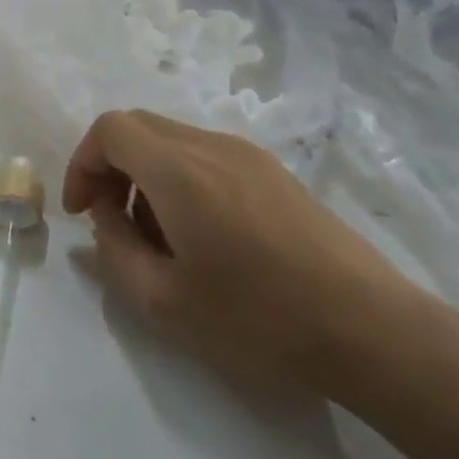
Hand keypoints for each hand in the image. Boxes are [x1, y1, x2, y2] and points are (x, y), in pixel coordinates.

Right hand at [63, 111, 437, 395]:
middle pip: (138, 126)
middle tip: (112, 219)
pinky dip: (180, 179)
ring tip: (159, 237)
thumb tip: (105, 217)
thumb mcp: (163, 300)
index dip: (82, 163)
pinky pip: (206, 156)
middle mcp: (212, 147)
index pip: (110, 129)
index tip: (82, 212)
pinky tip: (203, 236)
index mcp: (179, 171)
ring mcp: (250, 156)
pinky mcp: (276, 174)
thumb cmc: (259, 319)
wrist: (375, 332)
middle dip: (110, 166)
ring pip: (172, 139)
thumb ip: (114, 249)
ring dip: (145, 174)